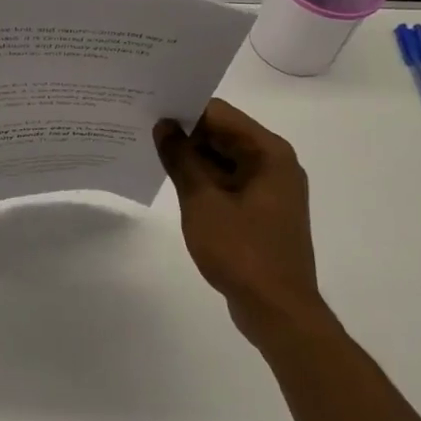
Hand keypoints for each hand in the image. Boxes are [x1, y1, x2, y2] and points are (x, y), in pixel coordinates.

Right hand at [154, 99, 326, 338]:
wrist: (277, 311)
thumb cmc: (242, 251)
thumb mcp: (202, 201)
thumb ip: (181, 159)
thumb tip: (164, 125)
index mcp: (268, 153)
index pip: (220, 114)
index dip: (184, 109)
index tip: (149, 109)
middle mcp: (275, 163)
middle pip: (223, 133)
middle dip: (186, 132)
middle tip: (143, 129)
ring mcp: (270, 189)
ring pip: (225, 158)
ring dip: (193, 157)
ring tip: (152, 152)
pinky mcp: (262, 211)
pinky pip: (229, 181)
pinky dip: (204, 179)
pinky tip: (174, 182)